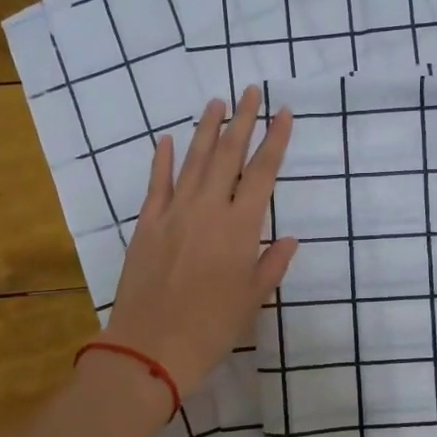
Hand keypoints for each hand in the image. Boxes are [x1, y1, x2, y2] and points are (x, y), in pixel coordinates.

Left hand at [100, 87, 298, 398]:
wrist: (152, 345)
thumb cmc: (212, 327)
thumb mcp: (253, 298)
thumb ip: (272, 264)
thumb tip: (290, 238)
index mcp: (241, 227)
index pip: (263, 173)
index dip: (275, 140)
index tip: (283, 113)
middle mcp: (209, 209)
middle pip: (228, 155)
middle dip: (242, 120)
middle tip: (250, 90)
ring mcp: (174, 212)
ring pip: (194, 160)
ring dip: (206, 129)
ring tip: (216, 102)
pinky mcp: (147, 223)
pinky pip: (157, 183)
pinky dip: (163, 160)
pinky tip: (168, 139)